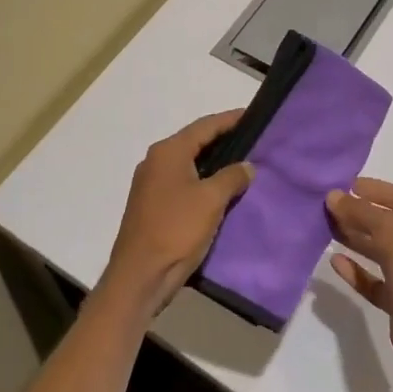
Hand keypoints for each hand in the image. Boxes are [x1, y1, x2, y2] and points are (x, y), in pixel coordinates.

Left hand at [99, 110, 253, 316]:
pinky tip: (221, 190)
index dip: (230, 119)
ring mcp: (150, 184)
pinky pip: (183, 182)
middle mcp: (156, 161)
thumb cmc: (176, 230)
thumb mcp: (211, 200)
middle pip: (195, 141)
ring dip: (214, 162)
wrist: (139, 277)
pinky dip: (202, 180)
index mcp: (168, 152)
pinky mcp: (152, 205)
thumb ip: (232, 176)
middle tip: (252, 138)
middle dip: (223, 139)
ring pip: (189, 163)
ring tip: (242, 163)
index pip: (205, 126)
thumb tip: (247, 166)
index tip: (253, 115)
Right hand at [326, 179, 392, 384]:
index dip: (374, 190)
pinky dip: (356, 271)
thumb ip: (360, 211)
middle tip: (329, 207)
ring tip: (327, 228)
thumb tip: (333, 195)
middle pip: (387, 223)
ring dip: (355, 239)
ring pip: (378, 251)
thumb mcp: (390, 229)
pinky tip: (335, 261)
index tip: (345, 186)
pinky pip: (373, 280)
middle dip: (359, 214)